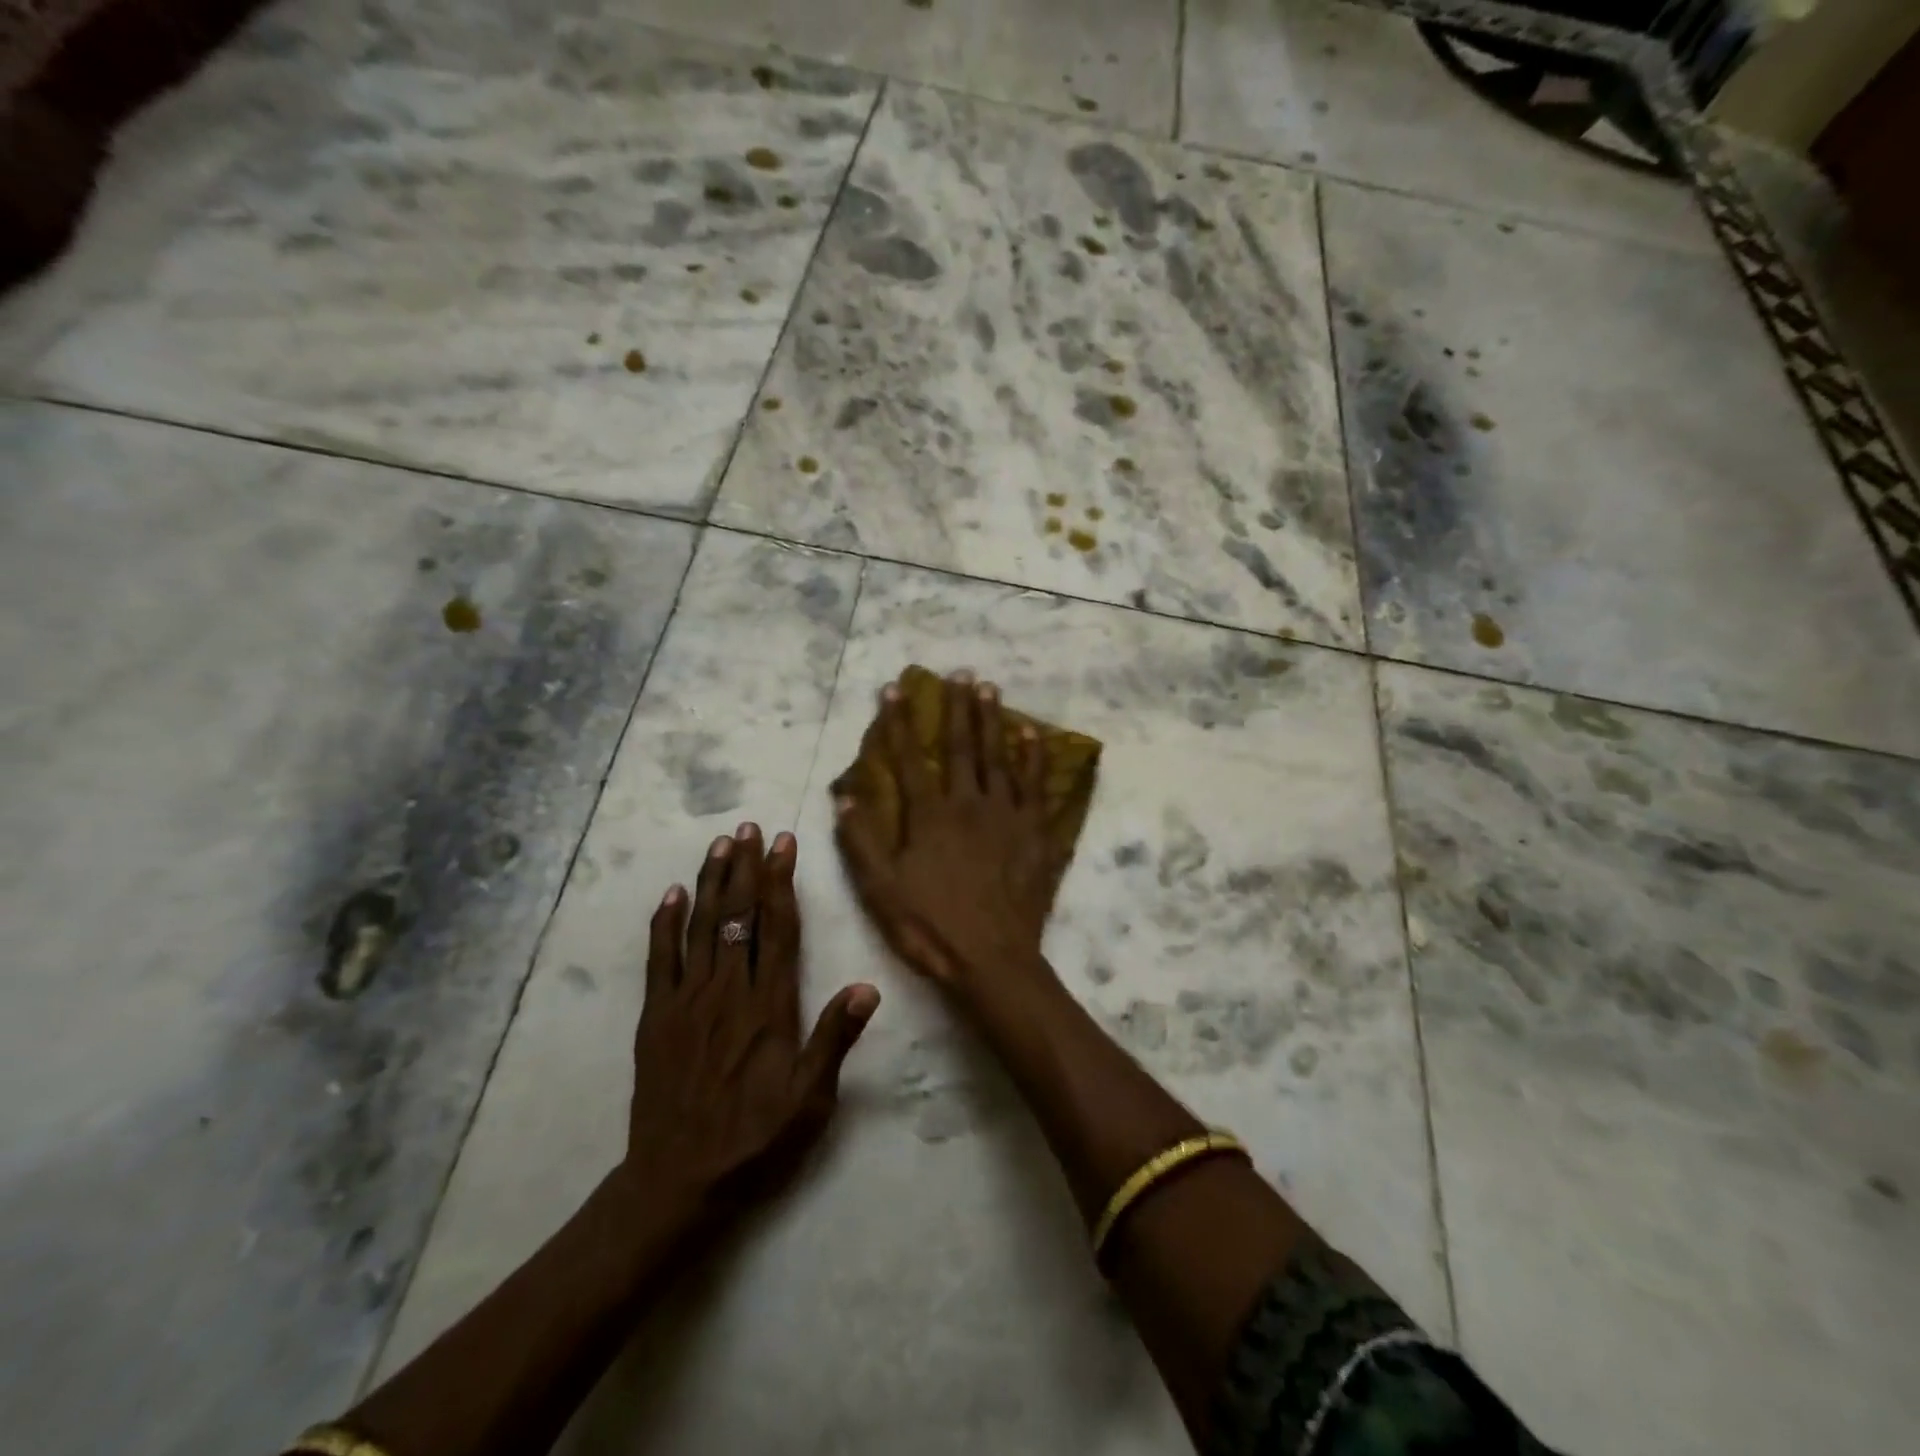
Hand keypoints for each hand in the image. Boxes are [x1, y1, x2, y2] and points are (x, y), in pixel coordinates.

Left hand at [621, 825, 878, 1215]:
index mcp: (769, 1006)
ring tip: (720, 844)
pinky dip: (664, 924)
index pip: (778, 928)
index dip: (782, 881)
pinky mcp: (657, 1017)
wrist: (678, 1182)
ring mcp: (687, 1000)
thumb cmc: (755, 1140)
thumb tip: (869, 986)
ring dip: (711, 881)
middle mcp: (728, 991)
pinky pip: (659, 959)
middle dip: (747, 867)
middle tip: (750, 827)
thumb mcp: (810, 1100)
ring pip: (701, 927)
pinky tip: (671, 894)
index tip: (784, 844)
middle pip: (739, 915)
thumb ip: (836, 1038)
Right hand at [834, 671, 1059, 994]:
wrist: (992, 959)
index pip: (908, 759)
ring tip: (990, 688)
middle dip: (956, 708)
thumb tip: (844, 797)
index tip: (894, 689)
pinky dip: (1033, 758)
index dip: (899, 723)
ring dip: (992, 720)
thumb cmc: (931, 926)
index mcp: (929, 816)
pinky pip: (1035, 786)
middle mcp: (968, 804)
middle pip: (960, 747)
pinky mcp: (1034, 832)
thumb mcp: (881, 890)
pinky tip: (1032, 735)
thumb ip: (862, 842)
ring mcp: (1005, 815)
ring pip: (998, 757)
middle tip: (959, 673)